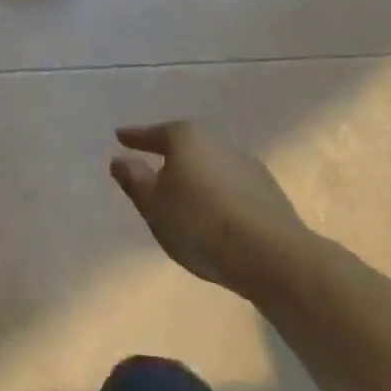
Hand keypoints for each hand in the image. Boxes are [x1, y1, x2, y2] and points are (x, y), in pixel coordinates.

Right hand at [110, 122, 309, 298]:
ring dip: (196, 176)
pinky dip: (218, 193)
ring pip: (209, 165)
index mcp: (185, 137)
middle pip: (184, 145)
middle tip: (152, 166)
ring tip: (184, 195)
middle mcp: (215, 141)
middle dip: (169, 155)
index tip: (120, 136)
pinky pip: (230, 185)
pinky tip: (216, 212)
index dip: (135, 138)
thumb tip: (119, 160)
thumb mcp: (154, 205)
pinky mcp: (267, 190)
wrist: (271, 255)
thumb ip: (134, 180)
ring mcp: (245, 163)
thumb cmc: (200, 224)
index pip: (153, 134)